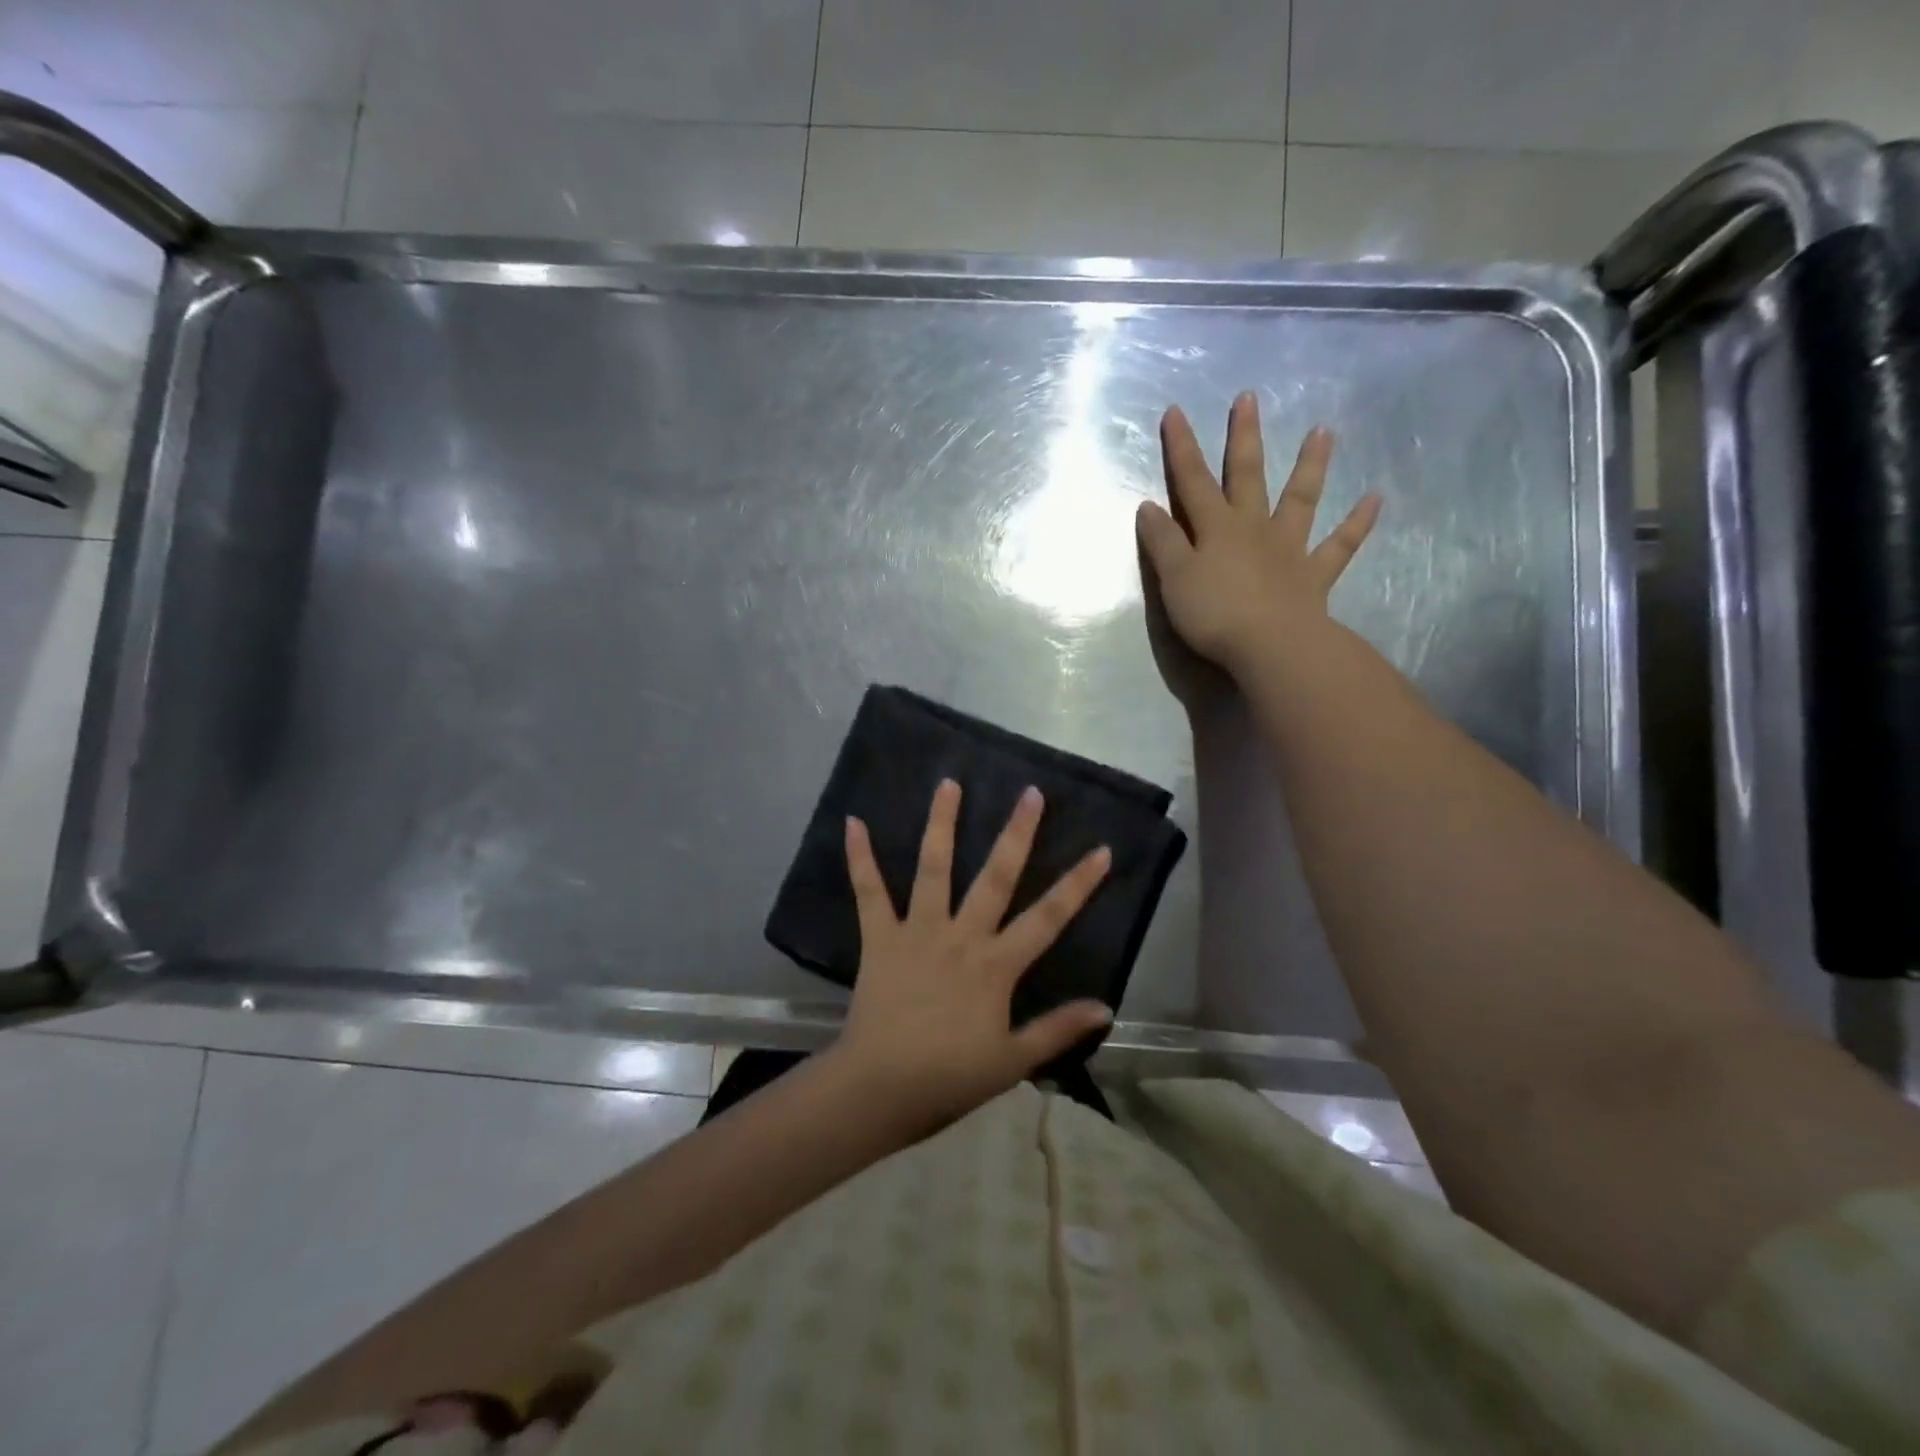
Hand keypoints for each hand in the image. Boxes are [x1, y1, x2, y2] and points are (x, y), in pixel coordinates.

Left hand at [832, 779, 1113, 1128]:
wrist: (880, 1088)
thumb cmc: (950, 1077)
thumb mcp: (1013, 1061)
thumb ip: (1057, 1029)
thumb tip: (1106, 1007)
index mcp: (996, 965)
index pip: (1048, 918)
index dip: (1077, 884)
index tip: (1101, 850)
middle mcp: (961, 936)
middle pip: (995, 876)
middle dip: (1017, 833)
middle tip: (1030, 793)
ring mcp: (918, 931)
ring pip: (933, 868)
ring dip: (941, 824)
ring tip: (949, 783)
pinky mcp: (880, 937)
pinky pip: (869, 892)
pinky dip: (860, 858)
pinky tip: (854, 822)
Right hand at [1137, 393, 1380, 677]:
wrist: (1270, 646)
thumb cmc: (1214, 614)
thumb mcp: (1174, 579)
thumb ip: (1163, 542)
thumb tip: (1148, 506)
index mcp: (1216, 528)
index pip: (1192, 481)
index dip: (1182, 447)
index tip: (1176, 411)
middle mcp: (1254, 527)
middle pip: (1247, 475)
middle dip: (1244, 437)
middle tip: (1250, 398)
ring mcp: (1289, 548)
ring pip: (1301, 498)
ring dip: (1311, 464)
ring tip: (1323, 430)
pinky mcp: (1314, 574)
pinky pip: (1339, 545)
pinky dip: (1357, 523)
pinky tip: (1375, 499)